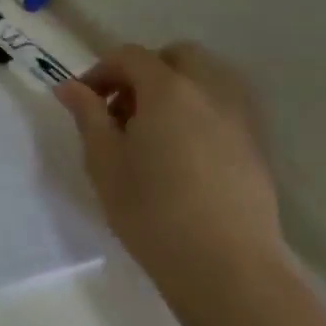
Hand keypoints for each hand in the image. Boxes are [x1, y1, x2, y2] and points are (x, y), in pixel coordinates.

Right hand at [55, 42, 291, 323]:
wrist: (227, 269)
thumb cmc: (152, 212)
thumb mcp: (104, 162)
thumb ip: (88, 116)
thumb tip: (69, 86)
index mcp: (168, 89)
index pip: (131, 57)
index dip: (101, 71)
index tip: (84, 101)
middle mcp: (209, 92)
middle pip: (178, 56)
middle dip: (145, 71)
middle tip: (122, 109)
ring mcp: (240, 118)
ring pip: (207, 79)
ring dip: (176, 88)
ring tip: (153, 130)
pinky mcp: (256, 147)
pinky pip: (224, 108)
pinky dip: (199, 112)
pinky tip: (182, 153)